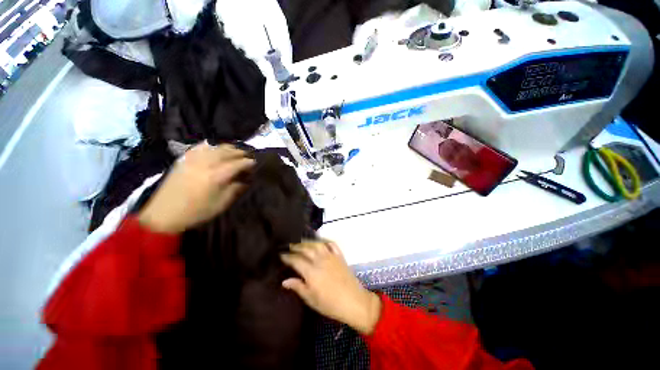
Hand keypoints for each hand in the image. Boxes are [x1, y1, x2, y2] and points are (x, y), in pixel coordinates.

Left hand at [138, 143, 254, 233]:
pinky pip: (201, 147)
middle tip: (248, 157)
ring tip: (235, 151)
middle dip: (241, 153)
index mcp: (217, 176)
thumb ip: (236, 189)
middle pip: (228, 152)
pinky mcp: (184, 159)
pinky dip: (211, 145)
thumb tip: (246, 180)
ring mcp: (194, 159)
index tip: (255, 164)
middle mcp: (207, 163)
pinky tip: (215, 148)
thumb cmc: (197, 212)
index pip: (239, 163)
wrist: (164, 214)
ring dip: (228, 148)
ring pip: (216, 147)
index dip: (249, 163)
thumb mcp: (222, 204)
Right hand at [281, 241, 381, 334]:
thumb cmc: (330, 304)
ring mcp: (331, 256)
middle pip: (306, 249)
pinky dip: (325, 241)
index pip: (296, 260)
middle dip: (296, 246)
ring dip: (308, 242)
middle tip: (289, 246)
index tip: (281, 254)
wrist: (353, 301)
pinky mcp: (339, 256)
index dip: (287, 257)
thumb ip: (298, 287)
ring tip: (302, 242)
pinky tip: (321, 241)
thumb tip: (284, 281)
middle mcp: (320, 260)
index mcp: (311, 271)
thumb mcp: (311, 299)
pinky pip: (332, 244)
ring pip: (317, 244)